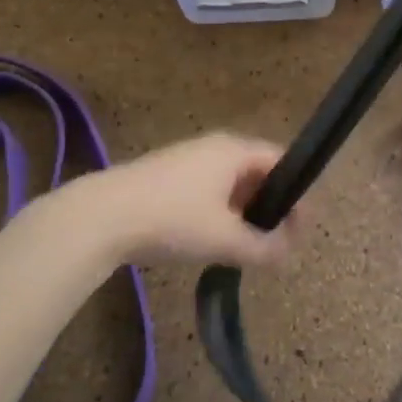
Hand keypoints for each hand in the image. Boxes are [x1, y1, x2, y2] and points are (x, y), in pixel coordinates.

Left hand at [74, 133, 294, 267]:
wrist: (100, 217)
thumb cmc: (172, 219)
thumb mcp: (224, 239)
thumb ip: (263, 248)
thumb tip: (287, 253)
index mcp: (234, 151)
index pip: (281, 161)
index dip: (297, 193)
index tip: (301, 228)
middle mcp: (213, 147)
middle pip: (256, 172)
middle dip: (270, 206)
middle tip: (276, 241)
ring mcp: (186, 160)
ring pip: (229, 183)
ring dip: (243, 212)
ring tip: (245, 246)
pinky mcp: (164, 177)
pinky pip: (206, 190)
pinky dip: (219, 212)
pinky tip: (210, 240)